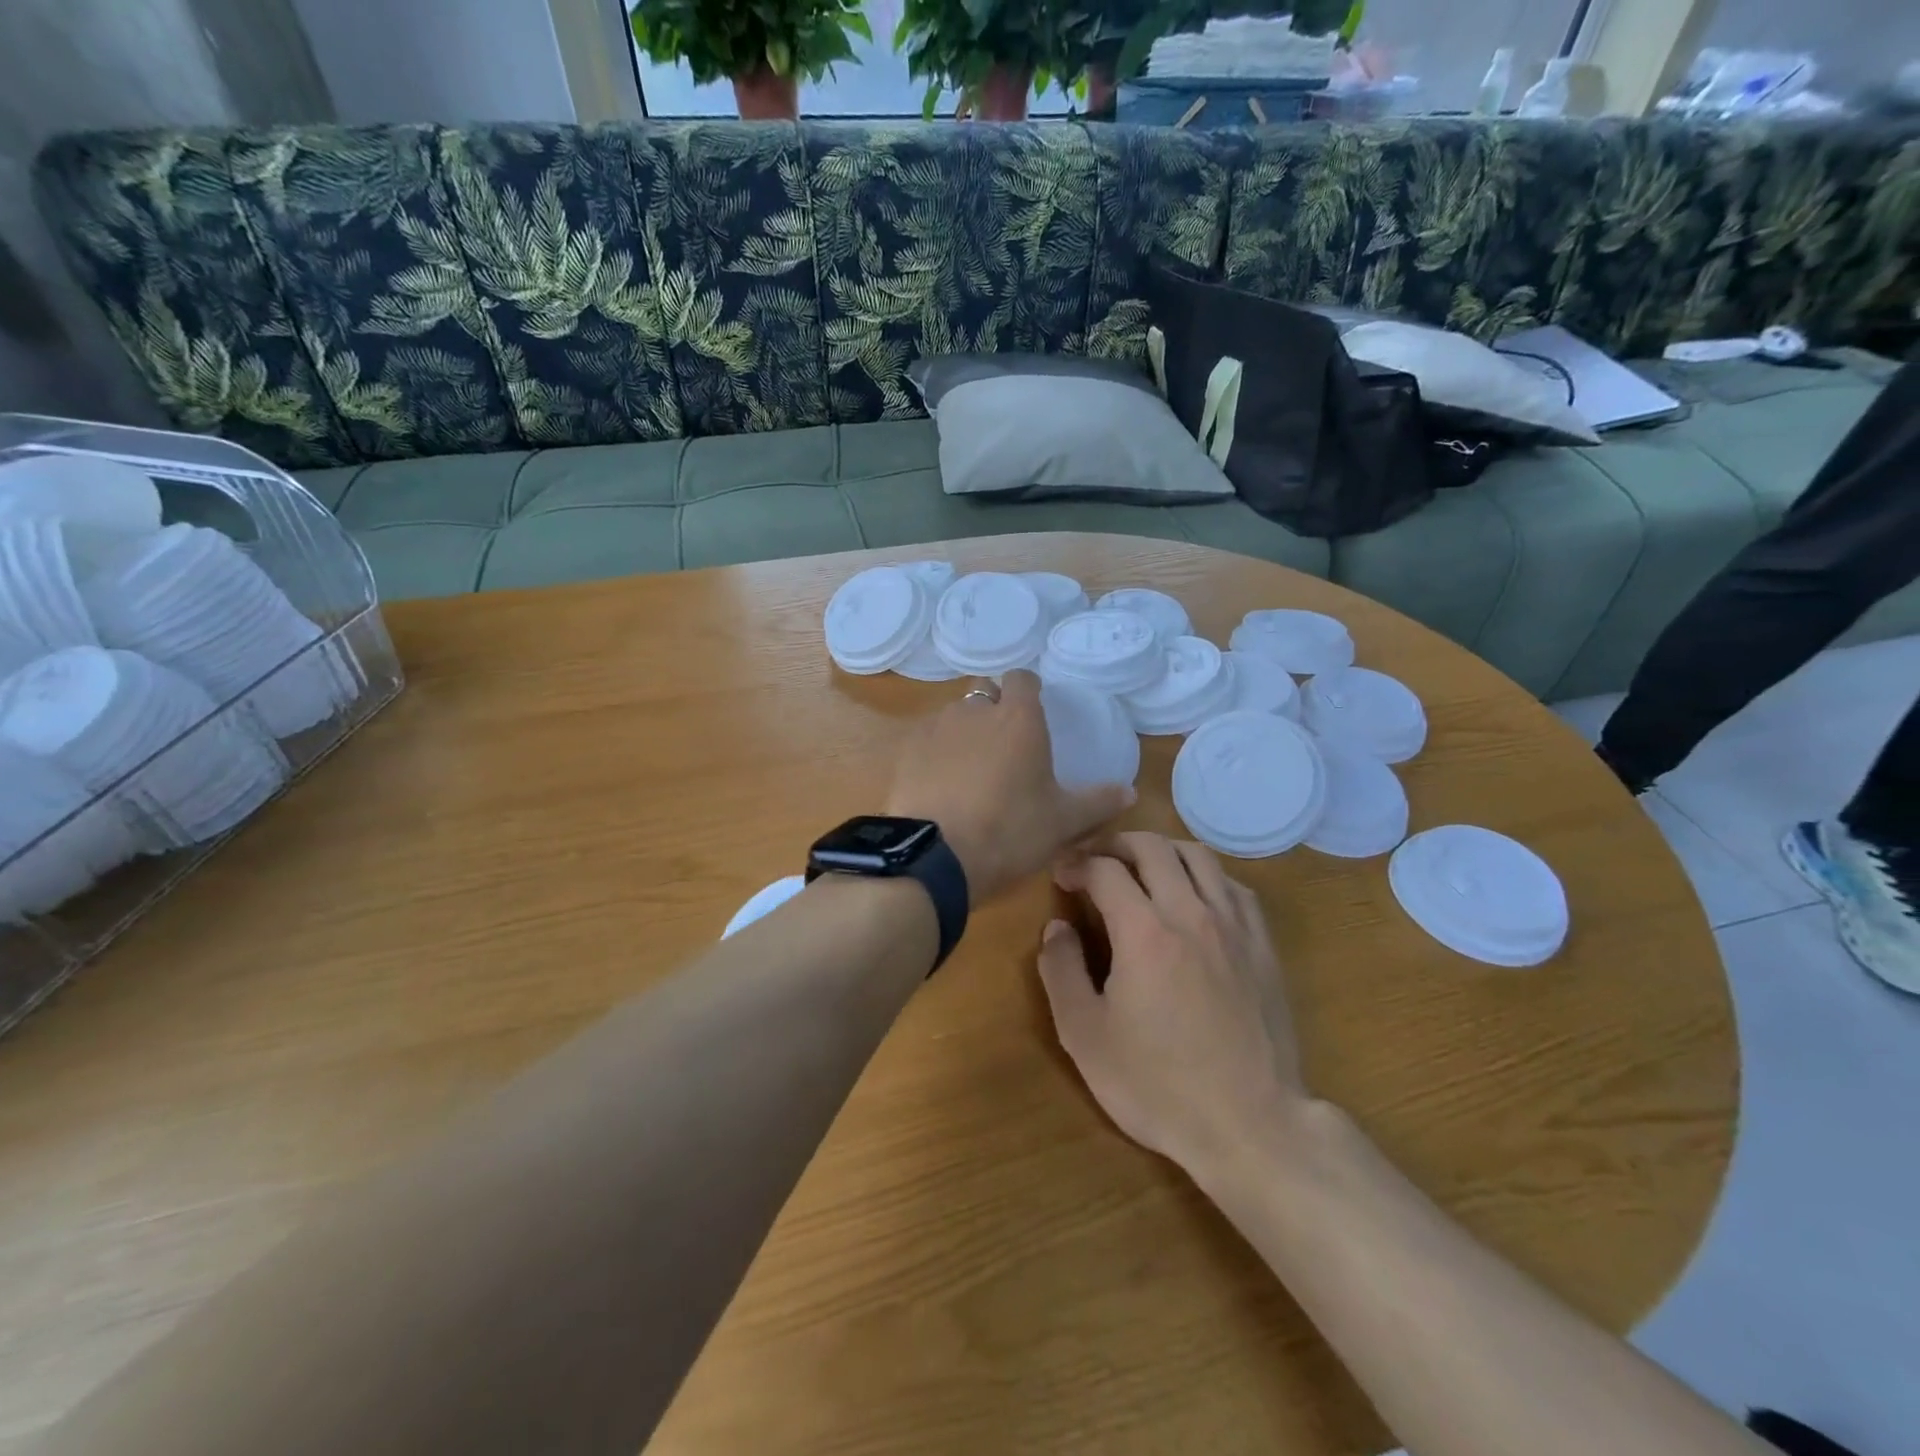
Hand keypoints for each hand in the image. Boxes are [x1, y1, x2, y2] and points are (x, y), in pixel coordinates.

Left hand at [886, 671, 1133, 901]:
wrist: (936, 856)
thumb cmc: (1010, 831)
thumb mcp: (1063, 822)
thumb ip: (1098, 802)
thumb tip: (1130, 792)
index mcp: (1018, 718)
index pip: (1022, 679)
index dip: (1028, 689)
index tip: (1034, 707)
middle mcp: (975, 711)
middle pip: (984, 692)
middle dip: (994, 708)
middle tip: (1004, 743)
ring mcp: (935, 728)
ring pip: (954, 716)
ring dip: (964, 731)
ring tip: (971, 768)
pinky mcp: (907, 751)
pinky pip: (927, 741)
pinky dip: (936, 754)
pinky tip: (941, 784)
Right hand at [1040, 833, 1306, 1176]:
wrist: (1251, 1125)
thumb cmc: (1158, 1085)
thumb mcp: (1085, 1036)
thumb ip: (1061, 971)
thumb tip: (1057, 927)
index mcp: (1143, 931)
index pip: (1104, 870)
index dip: (1076, 864)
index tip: (1061, 875)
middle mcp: (1191, 912)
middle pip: (1152, 847)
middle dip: (1115, 844)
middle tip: (1095, 862)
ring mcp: (1234, 925)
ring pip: (1198, 856)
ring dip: (1162, 851)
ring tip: (1142, 869)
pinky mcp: (1263, 945)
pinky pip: (1233, 885)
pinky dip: (1204, 875)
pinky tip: (1193, 897)